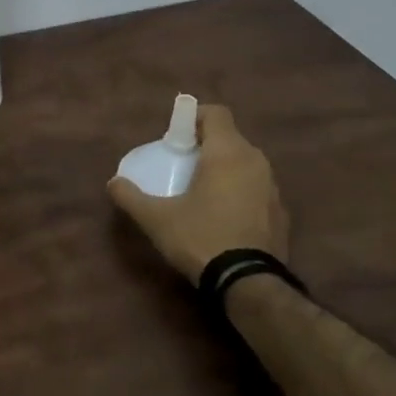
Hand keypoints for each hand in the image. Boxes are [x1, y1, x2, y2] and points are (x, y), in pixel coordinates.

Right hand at [107, 105, 289, 283]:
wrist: (249, 283)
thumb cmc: (201, 238)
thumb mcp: (157, 219)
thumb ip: (131, 197)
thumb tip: (113, 183)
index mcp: (227, 152)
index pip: (216, 113)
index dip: (194, 117)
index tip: (176, 138)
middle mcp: (255, 161)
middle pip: (230, 138)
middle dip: (206, 145)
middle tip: (183, 165)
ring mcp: (273, 187)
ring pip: (246, 163)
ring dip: (225, 169)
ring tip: (203, 192)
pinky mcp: (281, 212)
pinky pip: (257, 188)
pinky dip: (241, 192)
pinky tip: (225, 217)